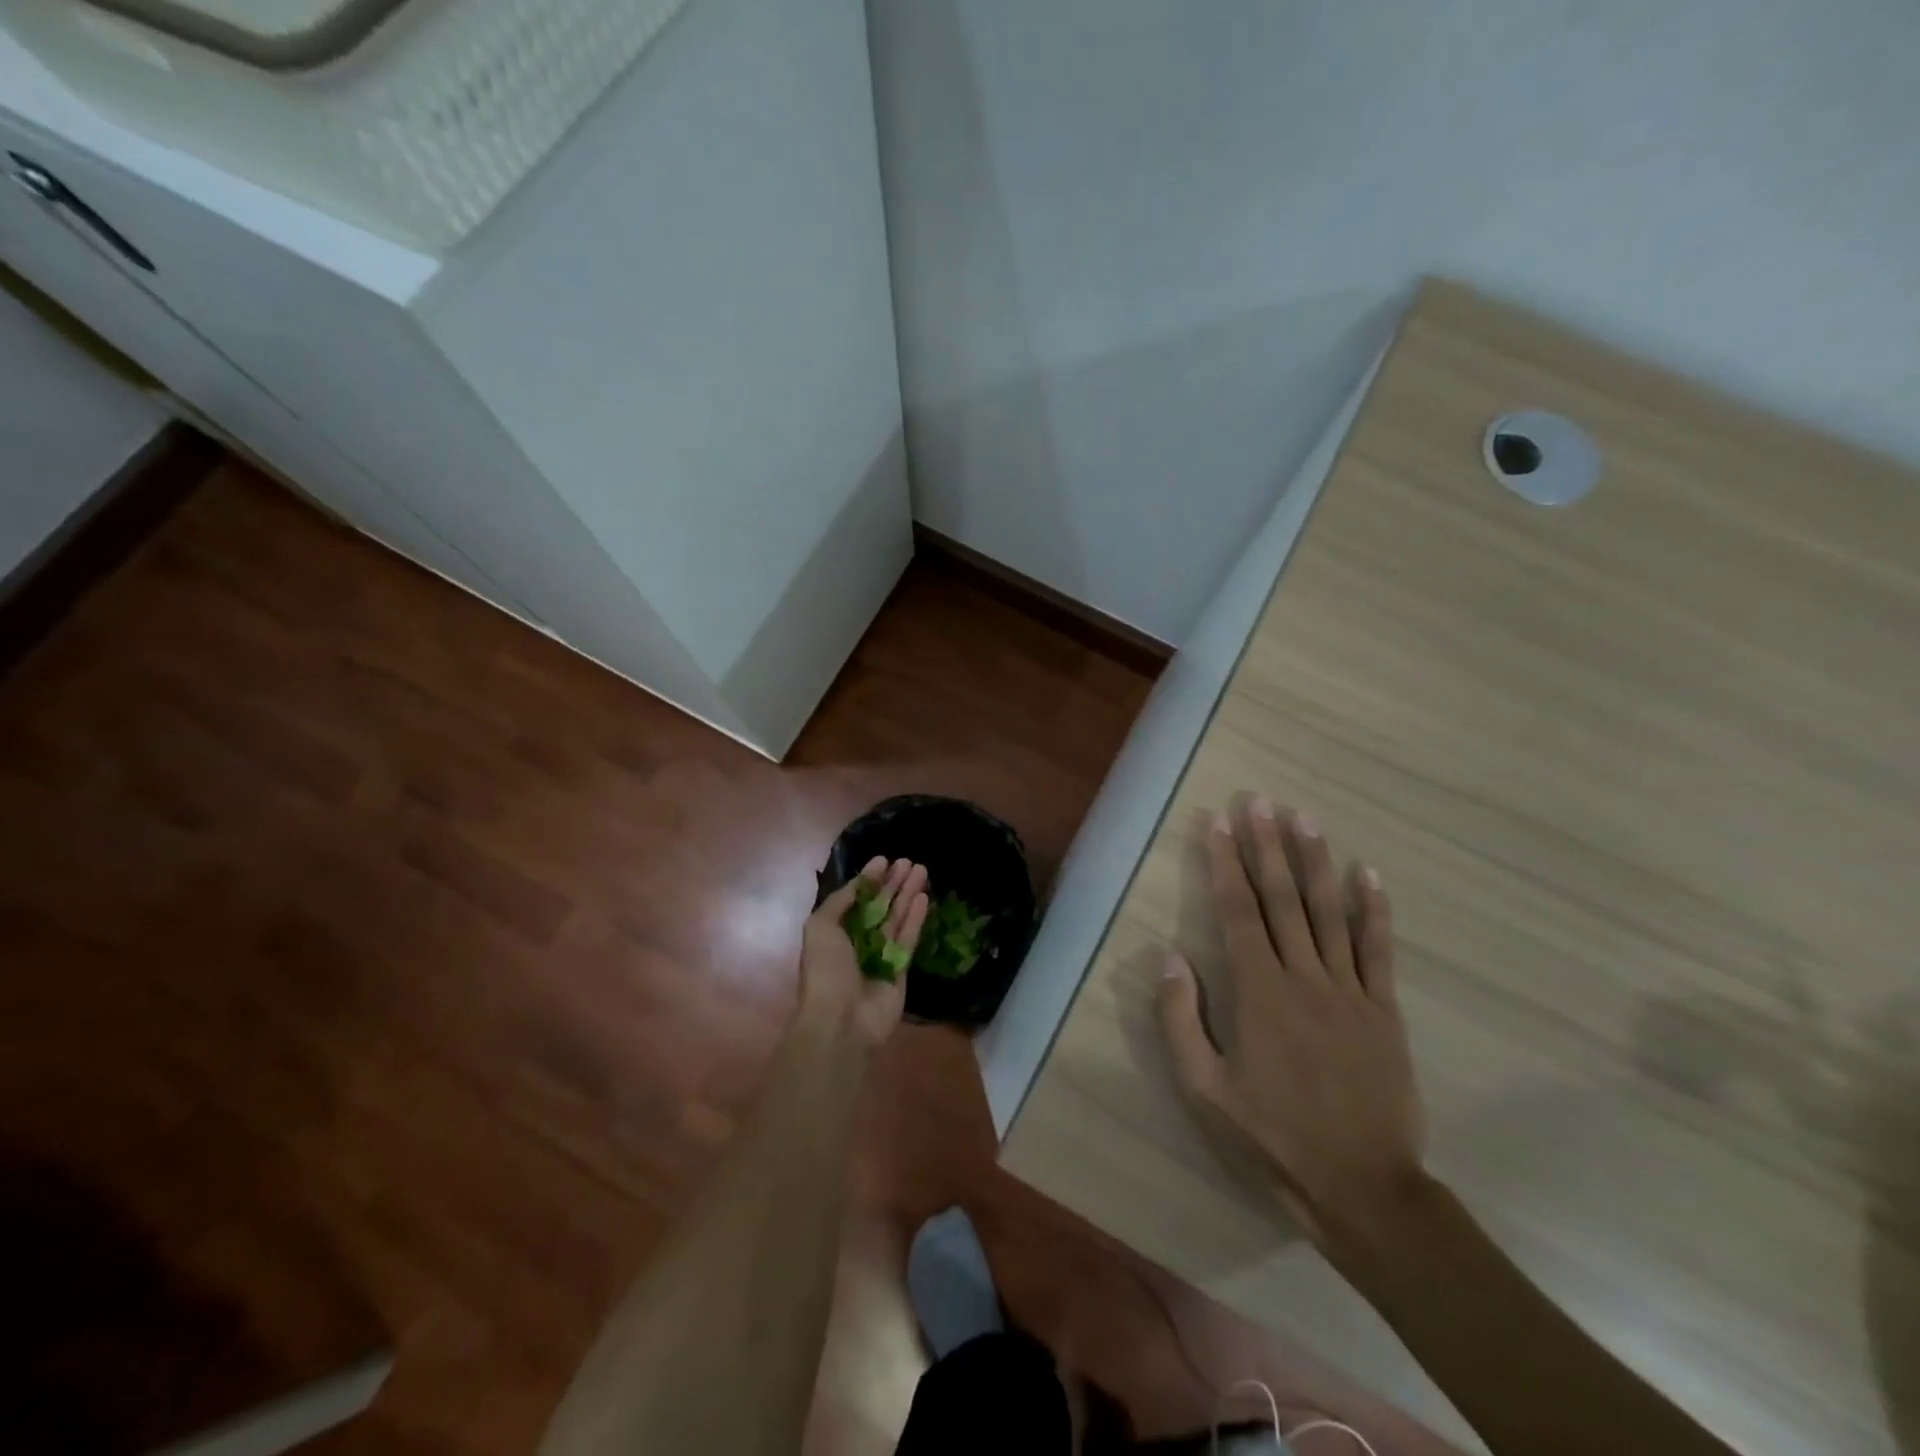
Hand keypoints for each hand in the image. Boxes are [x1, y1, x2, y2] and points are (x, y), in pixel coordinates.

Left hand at [800, 856, 928, 1047]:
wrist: (840, 1021)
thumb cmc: (825, 970)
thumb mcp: (820, 927)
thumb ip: (840, 902)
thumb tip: (858, 883)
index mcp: (834, 932)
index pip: (855, 899)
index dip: (869, 879)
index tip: (884, 859)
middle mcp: (857, 942)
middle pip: (879, 906)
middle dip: (892, 883)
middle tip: (909, 861)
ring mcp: (880, 956)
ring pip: (896, 918)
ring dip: (908, 894)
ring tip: (922, 870)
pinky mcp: (900, 970)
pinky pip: (908, 939)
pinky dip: (916, 918)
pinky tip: (924, 897)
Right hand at [1157, 799, 1426, 1254]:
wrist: (1363, 1190)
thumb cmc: (1272, 1139)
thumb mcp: (1205, 1091)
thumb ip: (1182, 1021)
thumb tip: (1171, 958)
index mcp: (1259, 994)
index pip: (1238, 912)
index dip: (1226, 863)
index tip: (1219, 823)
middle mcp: (1304, 978)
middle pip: (1283, 899)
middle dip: (1267, 846)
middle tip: (1260, 801)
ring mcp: (1350, 991)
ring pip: (1330, 913)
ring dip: (1315, 861)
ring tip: (1305, 819)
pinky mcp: (1384, 1011)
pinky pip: (1379, 950)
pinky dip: (1374, 909)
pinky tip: (1368, 873)